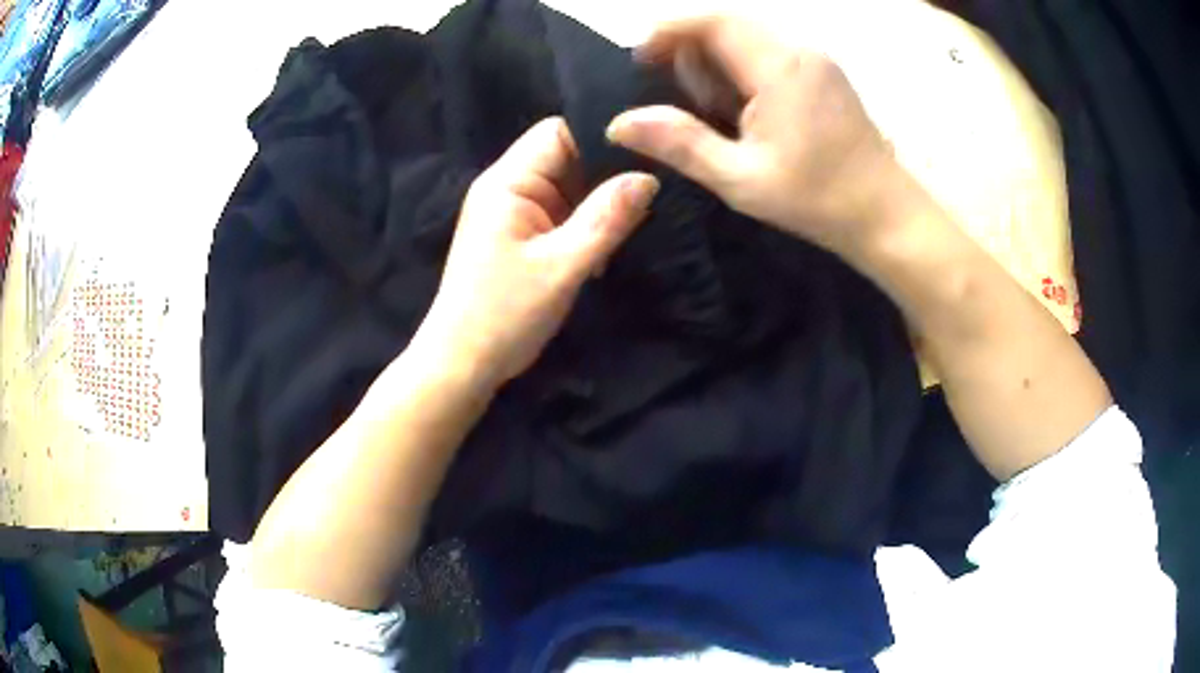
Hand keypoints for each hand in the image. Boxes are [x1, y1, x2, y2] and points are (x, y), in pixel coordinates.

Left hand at [419, 117, 658, 386]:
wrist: (462, 364)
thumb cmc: (505, 316)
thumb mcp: (563, 266)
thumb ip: (606, 218)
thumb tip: (648, 177)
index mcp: (507, 182)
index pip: (558, 131)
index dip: (600, 138)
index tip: (643, 159)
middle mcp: (505, 187)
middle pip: (564, 157)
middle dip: (602, 177)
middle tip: (641, 204)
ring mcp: (510, 212)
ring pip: (566, 187)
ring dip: (594, 207)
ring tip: (625, 230)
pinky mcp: (516, 235)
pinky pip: (558, 213)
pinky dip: (581, 226)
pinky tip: (599, 252)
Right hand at [606, 16, 903, 258]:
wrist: (886, 213)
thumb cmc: (818, 199)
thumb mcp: (741, 179)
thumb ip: (680, 144)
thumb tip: (619, 123)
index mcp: (779, 67)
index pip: (711, 20)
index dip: (667, 30)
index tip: (641, 60)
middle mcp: (799, 49)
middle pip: (727, 21)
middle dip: (689, 47)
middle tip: (676, 94)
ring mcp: (815, 59)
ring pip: (747, 34)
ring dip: (715, 58)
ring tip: (709, 106)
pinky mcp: (823, 72)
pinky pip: (768, 50)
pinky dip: (741, 66)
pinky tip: (742, 107)